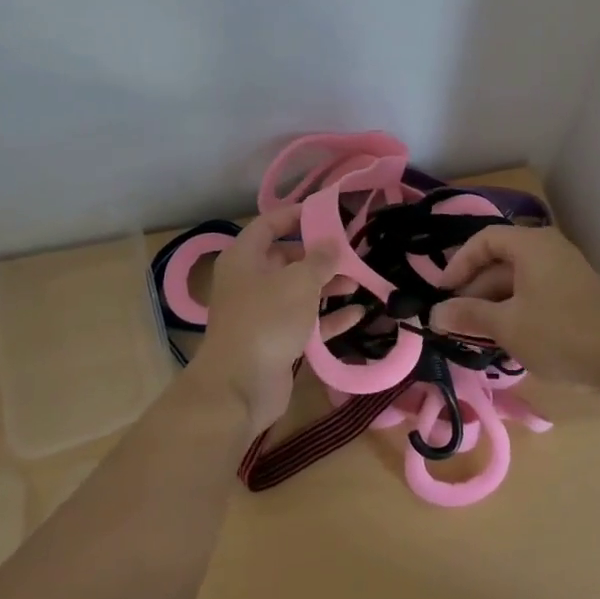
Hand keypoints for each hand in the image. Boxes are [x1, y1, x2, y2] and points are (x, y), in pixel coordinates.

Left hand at [187, 205, 359, 436]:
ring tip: (359, 281)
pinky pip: (304, 322)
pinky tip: (357, 314)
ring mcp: (262, 313)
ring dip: (327, 286)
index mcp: (245, 257)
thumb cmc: (267, 320)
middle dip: (319, 255)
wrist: (240, 386)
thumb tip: (332, 242)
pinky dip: (327, 318)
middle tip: (351, 250)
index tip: (328, 212)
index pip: (270, 224)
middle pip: (287, 258)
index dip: (297, 215)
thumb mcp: (299, 281)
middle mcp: (250, 281)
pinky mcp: (275, 341)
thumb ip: (320, 259)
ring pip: (298, 291)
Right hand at [429, 226, 599, 386]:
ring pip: (518, 280)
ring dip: (494, 303)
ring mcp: (566, 271)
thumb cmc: (558, 333)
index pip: (484, 240)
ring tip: (477, 334)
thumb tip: (434, 314)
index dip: (458, 264)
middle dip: (475, 290)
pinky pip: (536, 293)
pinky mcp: (577, 295)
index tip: (443, 293)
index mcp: (531, 244)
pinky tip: (507, 338)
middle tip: (456, 320)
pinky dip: (516, 309)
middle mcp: (549, 249)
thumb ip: (468, 315)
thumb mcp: (506, 325)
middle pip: (500, 260)